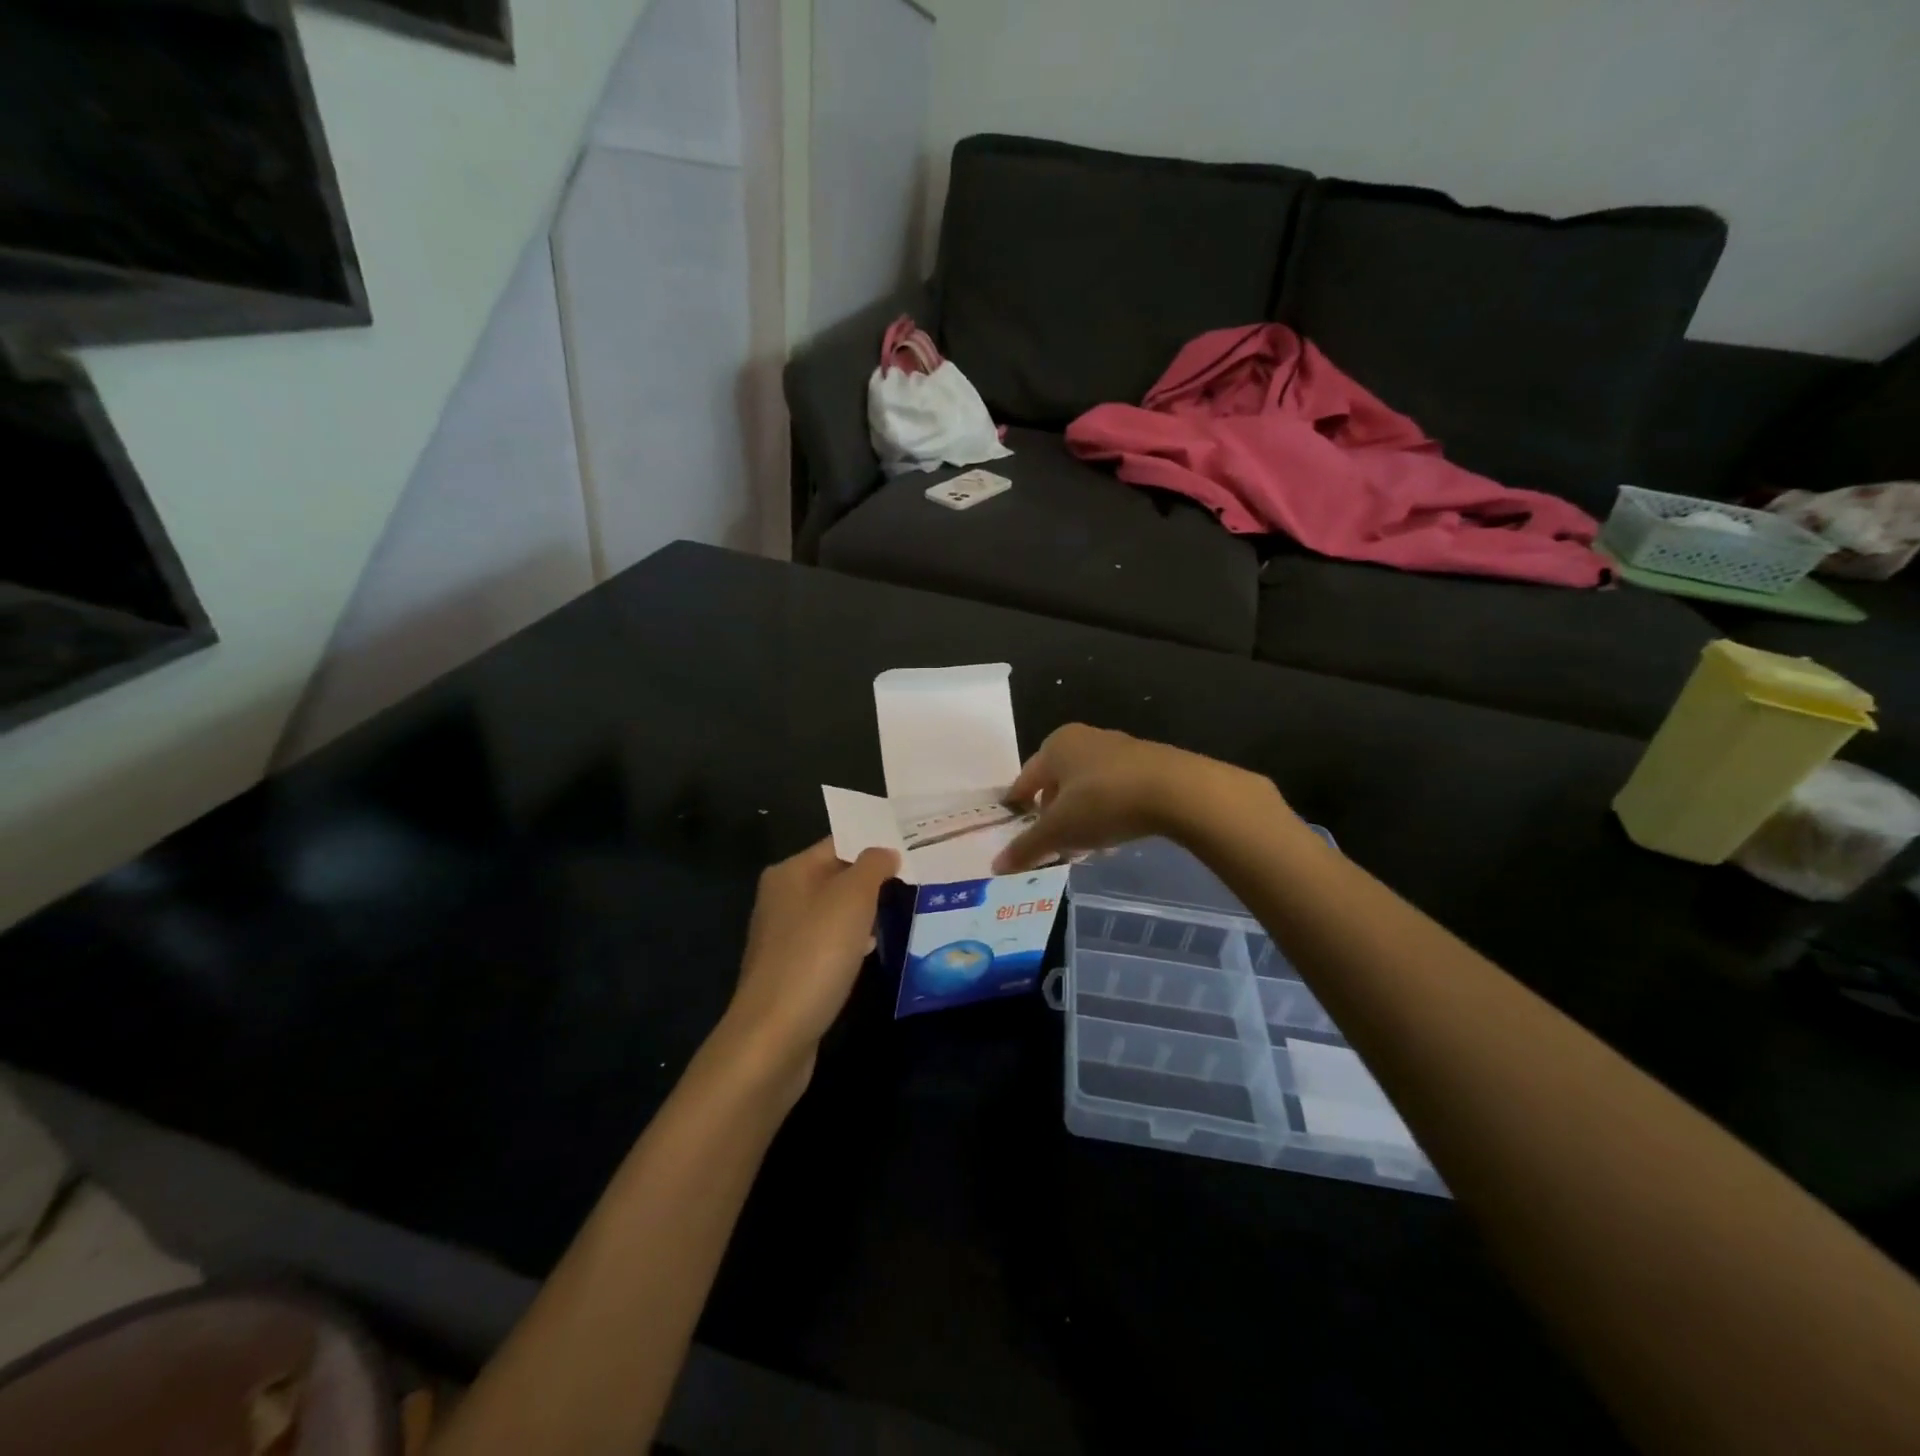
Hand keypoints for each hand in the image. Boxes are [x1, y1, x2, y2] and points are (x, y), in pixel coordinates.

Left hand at [724, 839, 898, 1076]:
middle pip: (835, 876)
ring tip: (901, 912)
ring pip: (833, 911)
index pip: (838, 843)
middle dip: (872, 879)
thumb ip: (873, 866)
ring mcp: (782, 936)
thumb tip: (886, 851)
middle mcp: (780, 898)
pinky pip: (827, 943)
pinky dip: (850, 942)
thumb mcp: (853, 898)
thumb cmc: (815, 954)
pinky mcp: (789, 970)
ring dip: (863, 913)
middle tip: (914, 879)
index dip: (874, 844)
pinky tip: (871, 953)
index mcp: (789, 872)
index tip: (911, 847)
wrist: (774, 1035)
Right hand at [992, 724, 1274, 873]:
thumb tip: (996, 866)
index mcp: (1055, 745)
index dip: (1017, 807)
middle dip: (1053, 817)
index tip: (1014, 829)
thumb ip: (1027, 847)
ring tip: (1084, 848)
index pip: (1025, 780)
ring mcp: (1118, 749)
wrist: (1176, 790)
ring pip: (1086, 789)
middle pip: (1057, 784)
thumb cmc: (1103, 802)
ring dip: (1081, 818)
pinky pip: (1114, 792)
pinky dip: (1106, 813)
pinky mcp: (1146, 764)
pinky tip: (1113, 838)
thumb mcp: (1059, 830)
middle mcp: (1083, 739)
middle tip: (1052, 846)